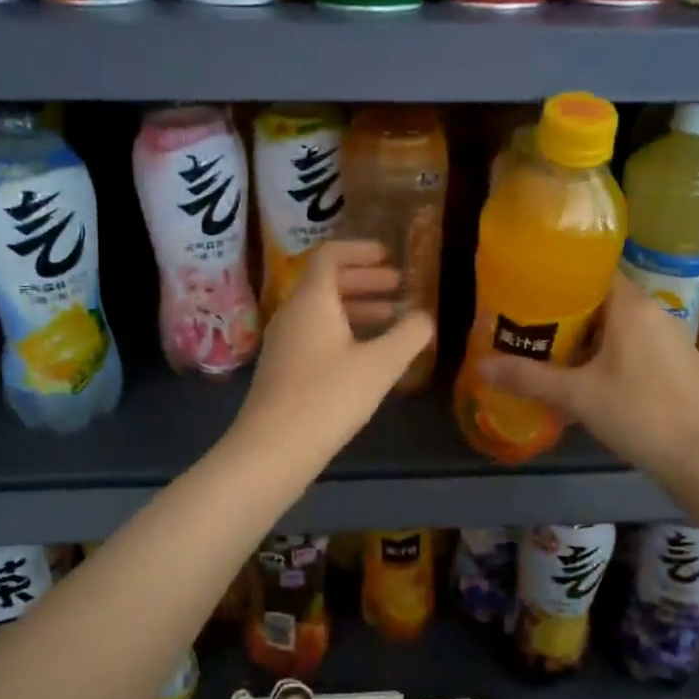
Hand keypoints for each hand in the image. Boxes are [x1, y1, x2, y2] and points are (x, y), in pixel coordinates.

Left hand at [233, 240, 433, 468]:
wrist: (273, 448)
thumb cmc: (328, 397)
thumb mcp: (380, 365)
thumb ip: (408, 335)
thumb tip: (425, 317)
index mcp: (312, 300)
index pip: (329, 255)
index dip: (360, 251)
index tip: (389, 256)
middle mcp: (292, 313)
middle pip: (326, 282)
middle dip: (365, 280)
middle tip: (398, 286)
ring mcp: (283, 341)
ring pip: (322, 310)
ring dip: (357, 307)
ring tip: (392, 319)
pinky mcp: (283, 368)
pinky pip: (315, 333)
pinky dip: (343, 331)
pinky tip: (366, 355)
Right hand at [476, 274, 698, 477]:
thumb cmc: (636, 413)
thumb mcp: (575, 396)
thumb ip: (527, 378)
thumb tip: (480, 366)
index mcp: (631, 306)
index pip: (594, 271)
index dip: (562, 278)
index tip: (532, 291)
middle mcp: (655, 312)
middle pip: (605, 298)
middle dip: (570, 312)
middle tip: (535, 327)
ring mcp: (674, 337)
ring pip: (623, 324)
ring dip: (593, 335)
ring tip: (559, 352)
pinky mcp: (682, 362)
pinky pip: (640, 344)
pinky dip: (616, 351)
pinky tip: (597, 378)